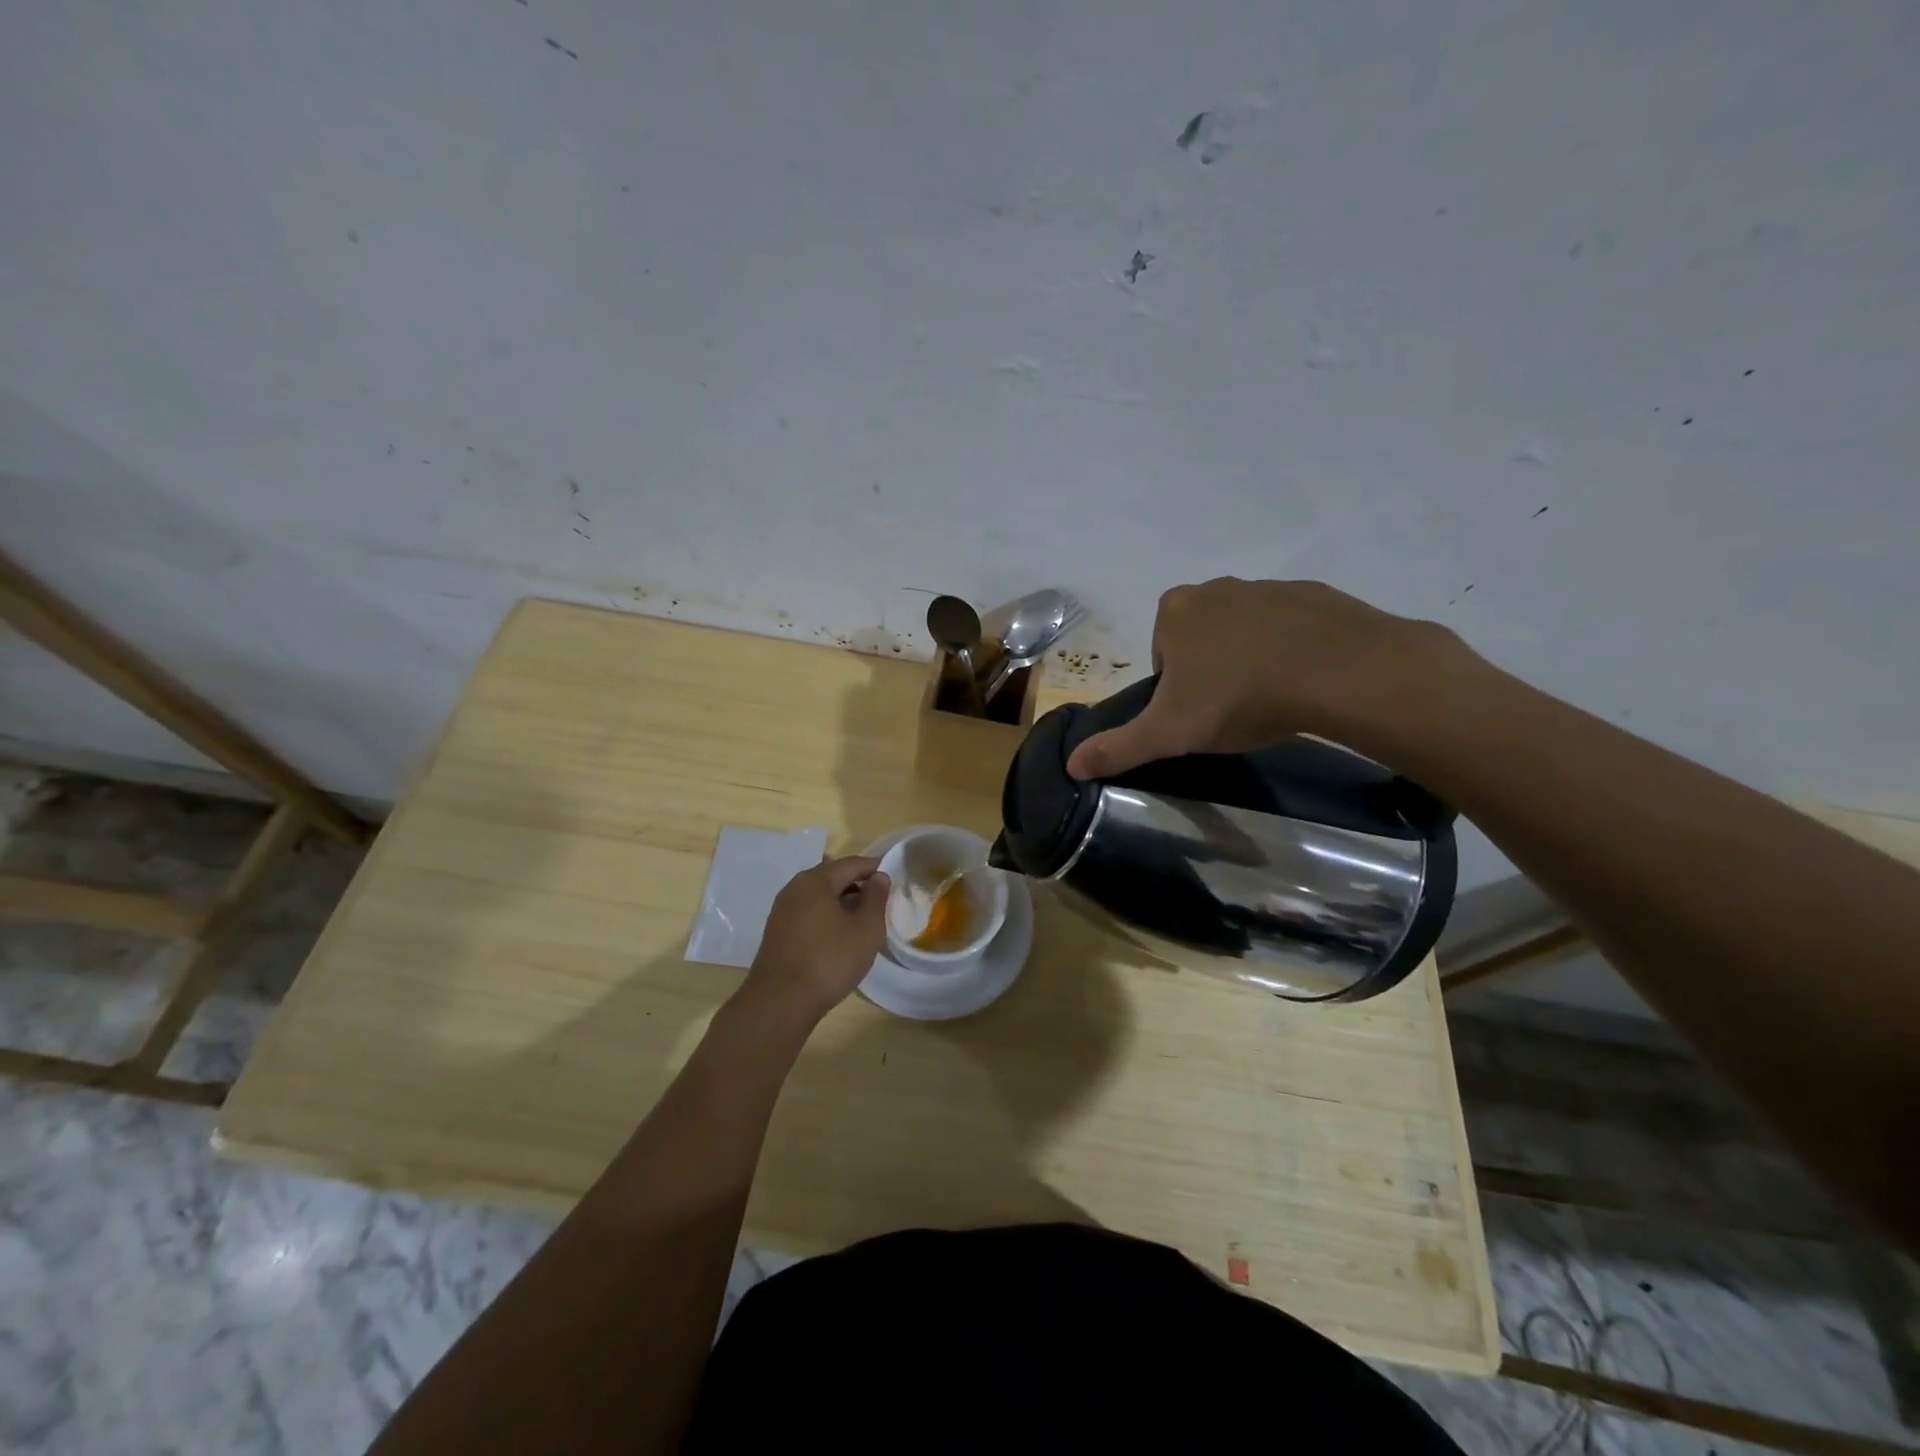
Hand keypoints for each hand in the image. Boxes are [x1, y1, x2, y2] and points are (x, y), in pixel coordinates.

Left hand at [737, 856, 889, 1026]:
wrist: (780, 1002)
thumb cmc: (830, 960)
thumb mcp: (866, 929)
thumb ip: (876, 898)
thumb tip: (878, 877)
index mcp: (815, 880)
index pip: (851, 864)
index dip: (874, 868)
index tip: (893, 876)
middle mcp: (794, 889)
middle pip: (832, 878)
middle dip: (858, 886)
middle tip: (880, 902)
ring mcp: (781, 911)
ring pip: (819, 897)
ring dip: (842, 903)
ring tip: (863, 921)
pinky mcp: (777, 933)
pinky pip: (808, 914)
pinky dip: (826, 918)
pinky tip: (839, 938)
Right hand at [1067, 578, 1459, 779]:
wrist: (1337, 671)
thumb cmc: (1238, 696)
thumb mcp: (1170, 732)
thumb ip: (1119, 747)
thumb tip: (1071, 765)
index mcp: (1176, 611)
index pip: (1162, 654)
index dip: (1175, 688)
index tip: (1198, 713)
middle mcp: (1217, 588)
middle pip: (1202, 639)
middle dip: (1212, 670)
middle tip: (1234, 709)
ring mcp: (1268, 587)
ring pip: (1247, 631)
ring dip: (1252, 659)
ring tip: (1273, 699)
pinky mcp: (1315, 595)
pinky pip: (1292, 627)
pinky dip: (1293, 650)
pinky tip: (1306, 681)